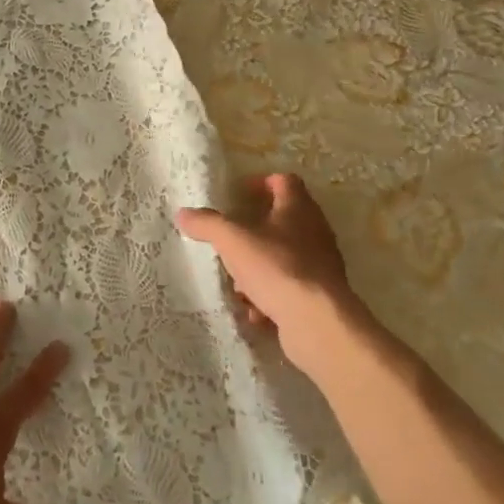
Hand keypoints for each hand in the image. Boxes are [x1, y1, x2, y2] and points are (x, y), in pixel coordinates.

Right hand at [175, 173, 367, 384]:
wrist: (317, 322)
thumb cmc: (277, 268)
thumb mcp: (233, 241)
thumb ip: (208, 224)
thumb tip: (183, 213)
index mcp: (298, 209)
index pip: (285, 181)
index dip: (262, 182)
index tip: (240, 193)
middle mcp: (314, 232)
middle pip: (283, 221)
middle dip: (254, 230)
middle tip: (231, 238)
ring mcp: (320, 265)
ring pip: (283, 257)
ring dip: (258, 267)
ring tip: (237, 282)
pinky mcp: (319, 296)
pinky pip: (289, 288)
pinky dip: (270, 296)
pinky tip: (254, 311)